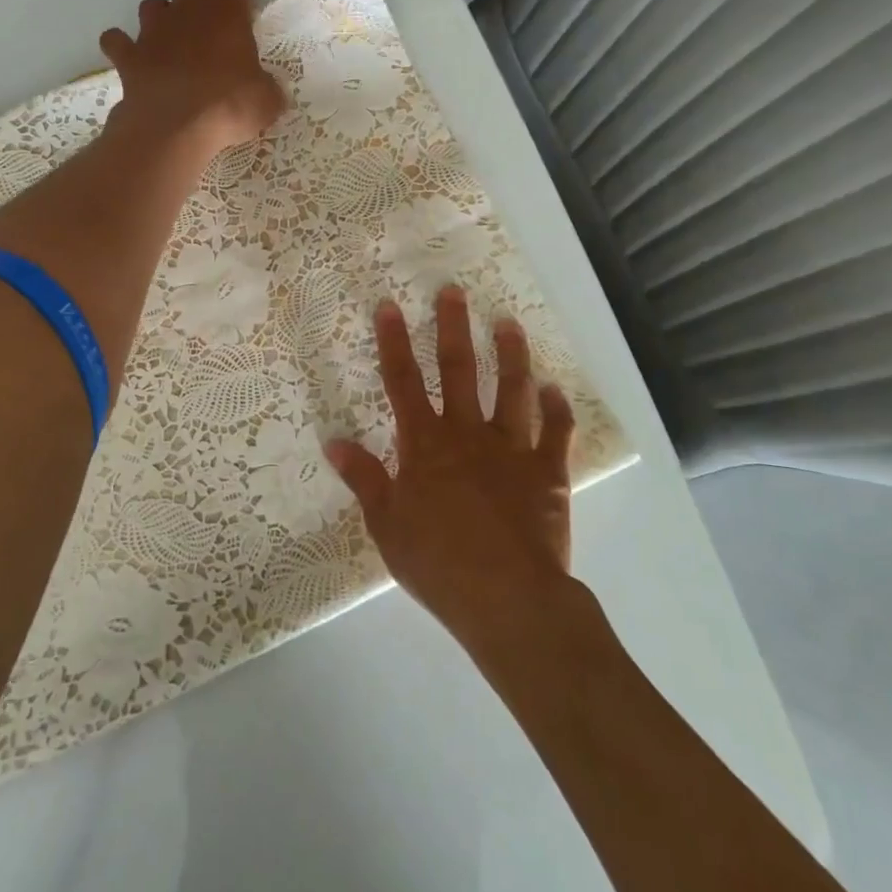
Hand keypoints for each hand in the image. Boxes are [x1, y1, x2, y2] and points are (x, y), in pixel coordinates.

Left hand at [99, 0, 286, 161]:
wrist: (175, 128)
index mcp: (225, 12)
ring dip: (161, 17)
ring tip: (172, 41)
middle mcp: (187, 11)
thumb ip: (267, 87)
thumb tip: (267, 91)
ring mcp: (152, 32)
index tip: (245, 4)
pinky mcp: (128, 56)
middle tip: (209, 28)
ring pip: (152, 4)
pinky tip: (131, 58)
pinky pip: (116, 40)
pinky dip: (122, 45)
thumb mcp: (267, 101)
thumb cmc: (228, 106)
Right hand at [326, 286, 576, 649]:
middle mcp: (467, 434)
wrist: (507, 599)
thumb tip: (334, 441)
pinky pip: (556, 433)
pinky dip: (557, 410)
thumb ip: (364, 478)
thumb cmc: (438, 563)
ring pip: (512, 390)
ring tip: (508, 323)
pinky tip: (554, 390)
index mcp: (425, 444)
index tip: (389, 306)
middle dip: (453, 328)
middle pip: (459, 371)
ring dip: (511, 355)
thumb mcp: (386, 524)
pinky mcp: (548, 472)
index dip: (394, 341)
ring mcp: (511, 449)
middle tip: (453, 291)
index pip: (403, 381)